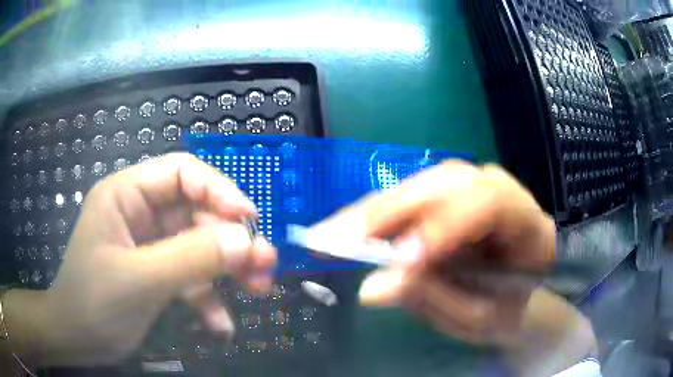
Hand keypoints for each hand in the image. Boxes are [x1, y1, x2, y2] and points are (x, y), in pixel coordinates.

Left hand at [3, 153, 275, 366]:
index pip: (181, 173)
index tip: (249, 221)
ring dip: (226, 271)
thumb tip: (245, 241)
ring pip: (197, 246)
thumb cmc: (94, 303)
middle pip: (195, 212)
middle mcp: (140, 214)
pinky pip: (189, 277)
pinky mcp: (156, 274)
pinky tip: (220, 325)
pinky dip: (207, 299)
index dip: (218, 190)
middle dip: (229, 239)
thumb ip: (190, 259)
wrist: (78, 340)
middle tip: (265, 265)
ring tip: (257, 290)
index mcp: (126, 196)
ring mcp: (149, 246)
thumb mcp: (139, 280)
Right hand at [311, 160, 555, 343]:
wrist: (514, 295)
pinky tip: (345, 230)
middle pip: (445, 184)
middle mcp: (501, 190)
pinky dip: (373, 217)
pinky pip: (408, 199)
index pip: (489, 204)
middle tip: (334, 241)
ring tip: (327, 237)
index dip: (442, 227)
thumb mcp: (477, 318)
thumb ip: (434, 299)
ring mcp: (472, 187)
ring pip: (419, 186)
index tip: (398, 261)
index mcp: (529, 223)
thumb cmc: (504, 310)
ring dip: (370, 213)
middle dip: (389, 214)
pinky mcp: (448, 195)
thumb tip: (371, 287)